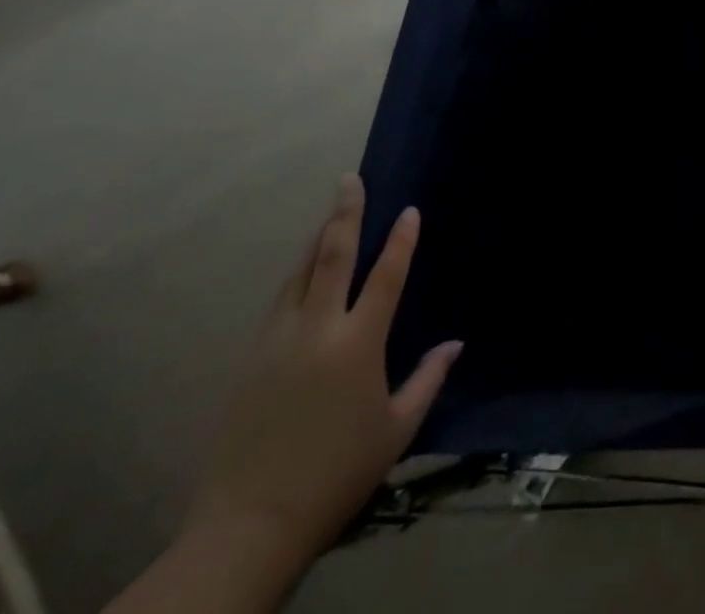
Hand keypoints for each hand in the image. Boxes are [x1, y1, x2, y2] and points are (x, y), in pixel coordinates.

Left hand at [184, 174, 460, 570]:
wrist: (249, 524)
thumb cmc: (337, 473)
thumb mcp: (396, 430)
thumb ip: (428, 380)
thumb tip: (455, 344)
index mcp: (358, 344)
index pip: (386, 276)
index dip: (401, 240)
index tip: (410, 211)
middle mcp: (317, 330)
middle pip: (332, 256)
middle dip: (345, 214)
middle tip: (350, 180)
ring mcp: (278, 341)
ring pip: (300, 273)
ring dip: (318, 238)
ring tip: (331, 212)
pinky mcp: (251, 358)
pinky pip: (280, 300)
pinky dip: (297, 274)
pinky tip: (304, 270)